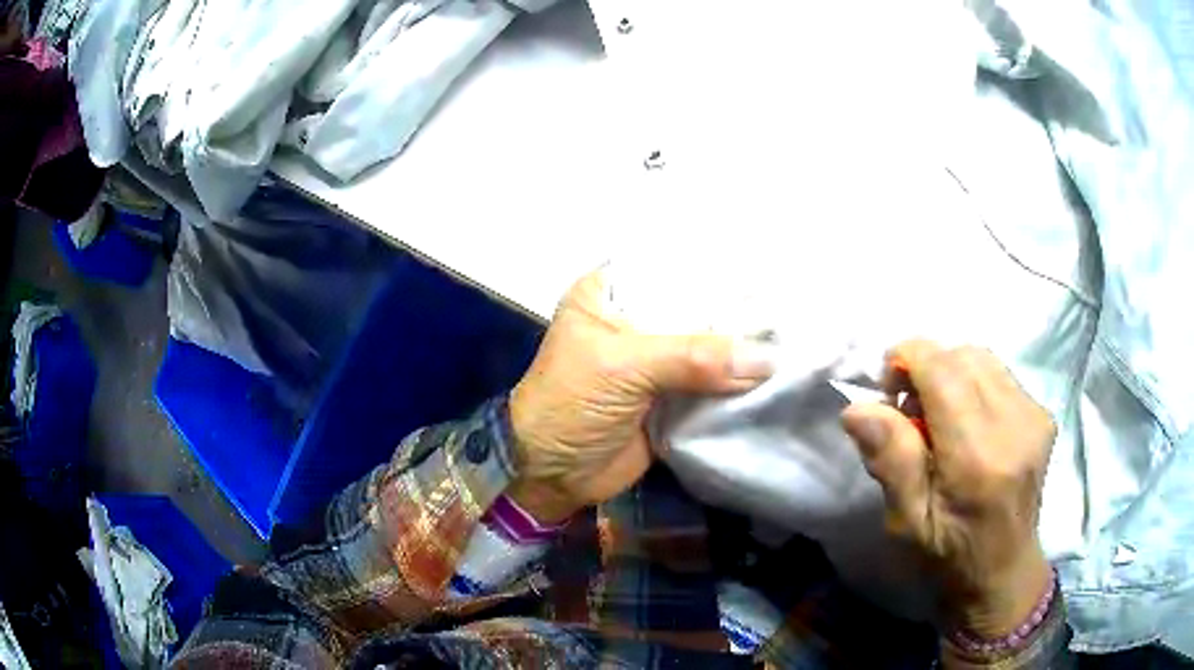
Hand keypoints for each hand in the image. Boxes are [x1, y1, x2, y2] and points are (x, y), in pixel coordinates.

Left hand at [507, 270, 775, 522]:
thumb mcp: (624, 368)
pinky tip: (777, 374)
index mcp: (611, 294)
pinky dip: (738, 383)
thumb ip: (694, 358)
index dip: (715, 269)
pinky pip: (712, 383)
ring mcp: (656, 360)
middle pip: (696, 307)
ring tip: (793, 338)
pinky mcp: (671, 397)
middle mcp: (636, 319)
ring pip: (708, 346)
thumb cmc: (569, 404)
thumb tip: (767, 358)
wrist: (552, 475)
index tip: (765, 270)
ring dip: (742, 351)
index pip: (672, 265)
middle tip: (789, 309)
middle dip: (736, 313)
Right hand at [841, 341, 1055, 637]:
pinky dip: (973, 383)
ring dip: (950, 372)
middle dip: (927, 366)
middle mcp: (1014, 424)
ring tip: (938, 414)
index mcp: (977, 458)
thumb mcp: (908, 523)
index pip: (942, 368)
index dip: (907, 359)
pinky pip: (999, 374)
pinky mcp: (1043, 414)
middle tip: (908, 409)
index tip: (888, 388)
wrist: (1005, 572)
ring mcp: (1035, 415)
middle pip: (962, 355)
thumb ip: (890, 462)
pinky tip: (967, 421)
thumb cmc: (949, 557)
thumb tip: (858, 409)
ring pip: (982, 358)